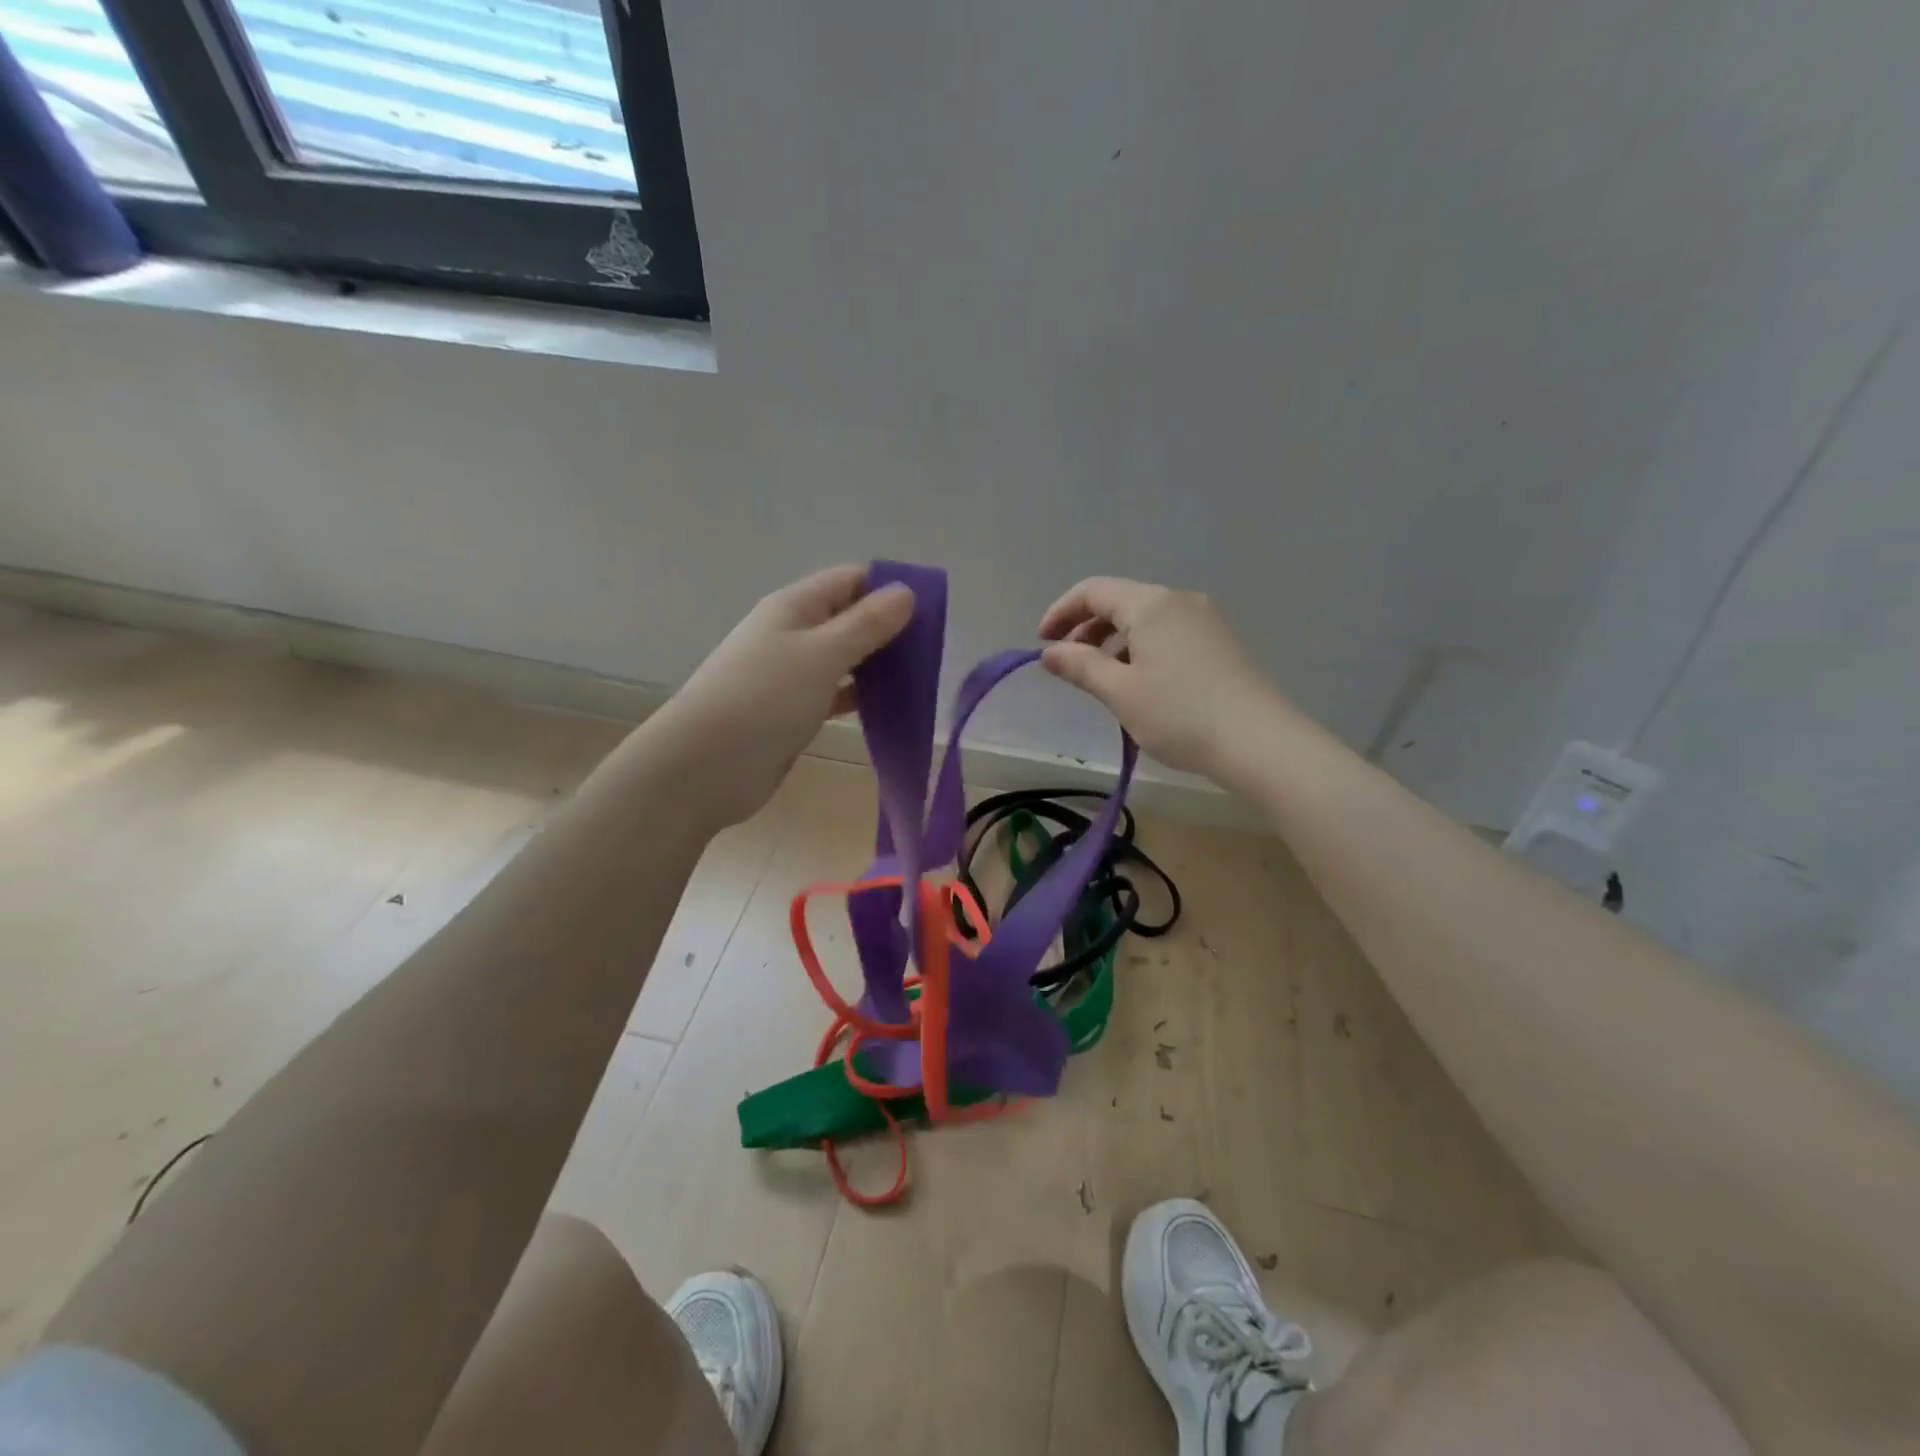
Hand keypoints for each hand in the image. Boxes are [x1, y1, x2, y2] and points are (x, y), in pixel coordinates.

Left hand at [644, 565, 914, 828]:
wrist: (706, 766)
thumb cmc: (766, 698)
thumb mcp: (823, 654)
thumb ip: (866, 624)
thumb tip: (905, 591)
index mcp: (794, 606)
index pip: (849, 580)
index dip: (888, 587)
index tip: (929, 610)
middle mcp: (791, 633)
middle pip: (847, 618)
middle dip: (887, 628)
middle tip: (932, 649)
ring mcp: (790, 674)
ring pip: (843, 658)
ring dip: (876, 665)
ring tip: (919, 678)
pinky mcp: (792, 711)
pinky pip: (834, 693)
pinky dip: (859, 696)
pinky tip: (889, 707)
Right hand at [1038, 577, 1288, 780]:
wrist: (1260, 742)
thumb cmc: (1180, 715)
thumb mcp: (1120, 692)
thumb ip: (1080, 667)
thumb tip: (1049, 653)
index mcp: (1151, 604)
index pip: (1094, 591)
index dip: (1061, 611)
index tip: (1042, 643)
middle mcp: (1180, 601)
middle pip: (1121, 602)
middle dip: (1087, 628)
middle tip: (1068, 664)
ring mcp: (1206, 621)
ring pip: (1146, 619)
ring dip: (1114, 641)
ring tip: (1101, 679)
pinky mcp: (1221, 643)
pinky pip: (1169, 634)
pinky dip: (1142, 649)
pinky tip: (1140, 683)